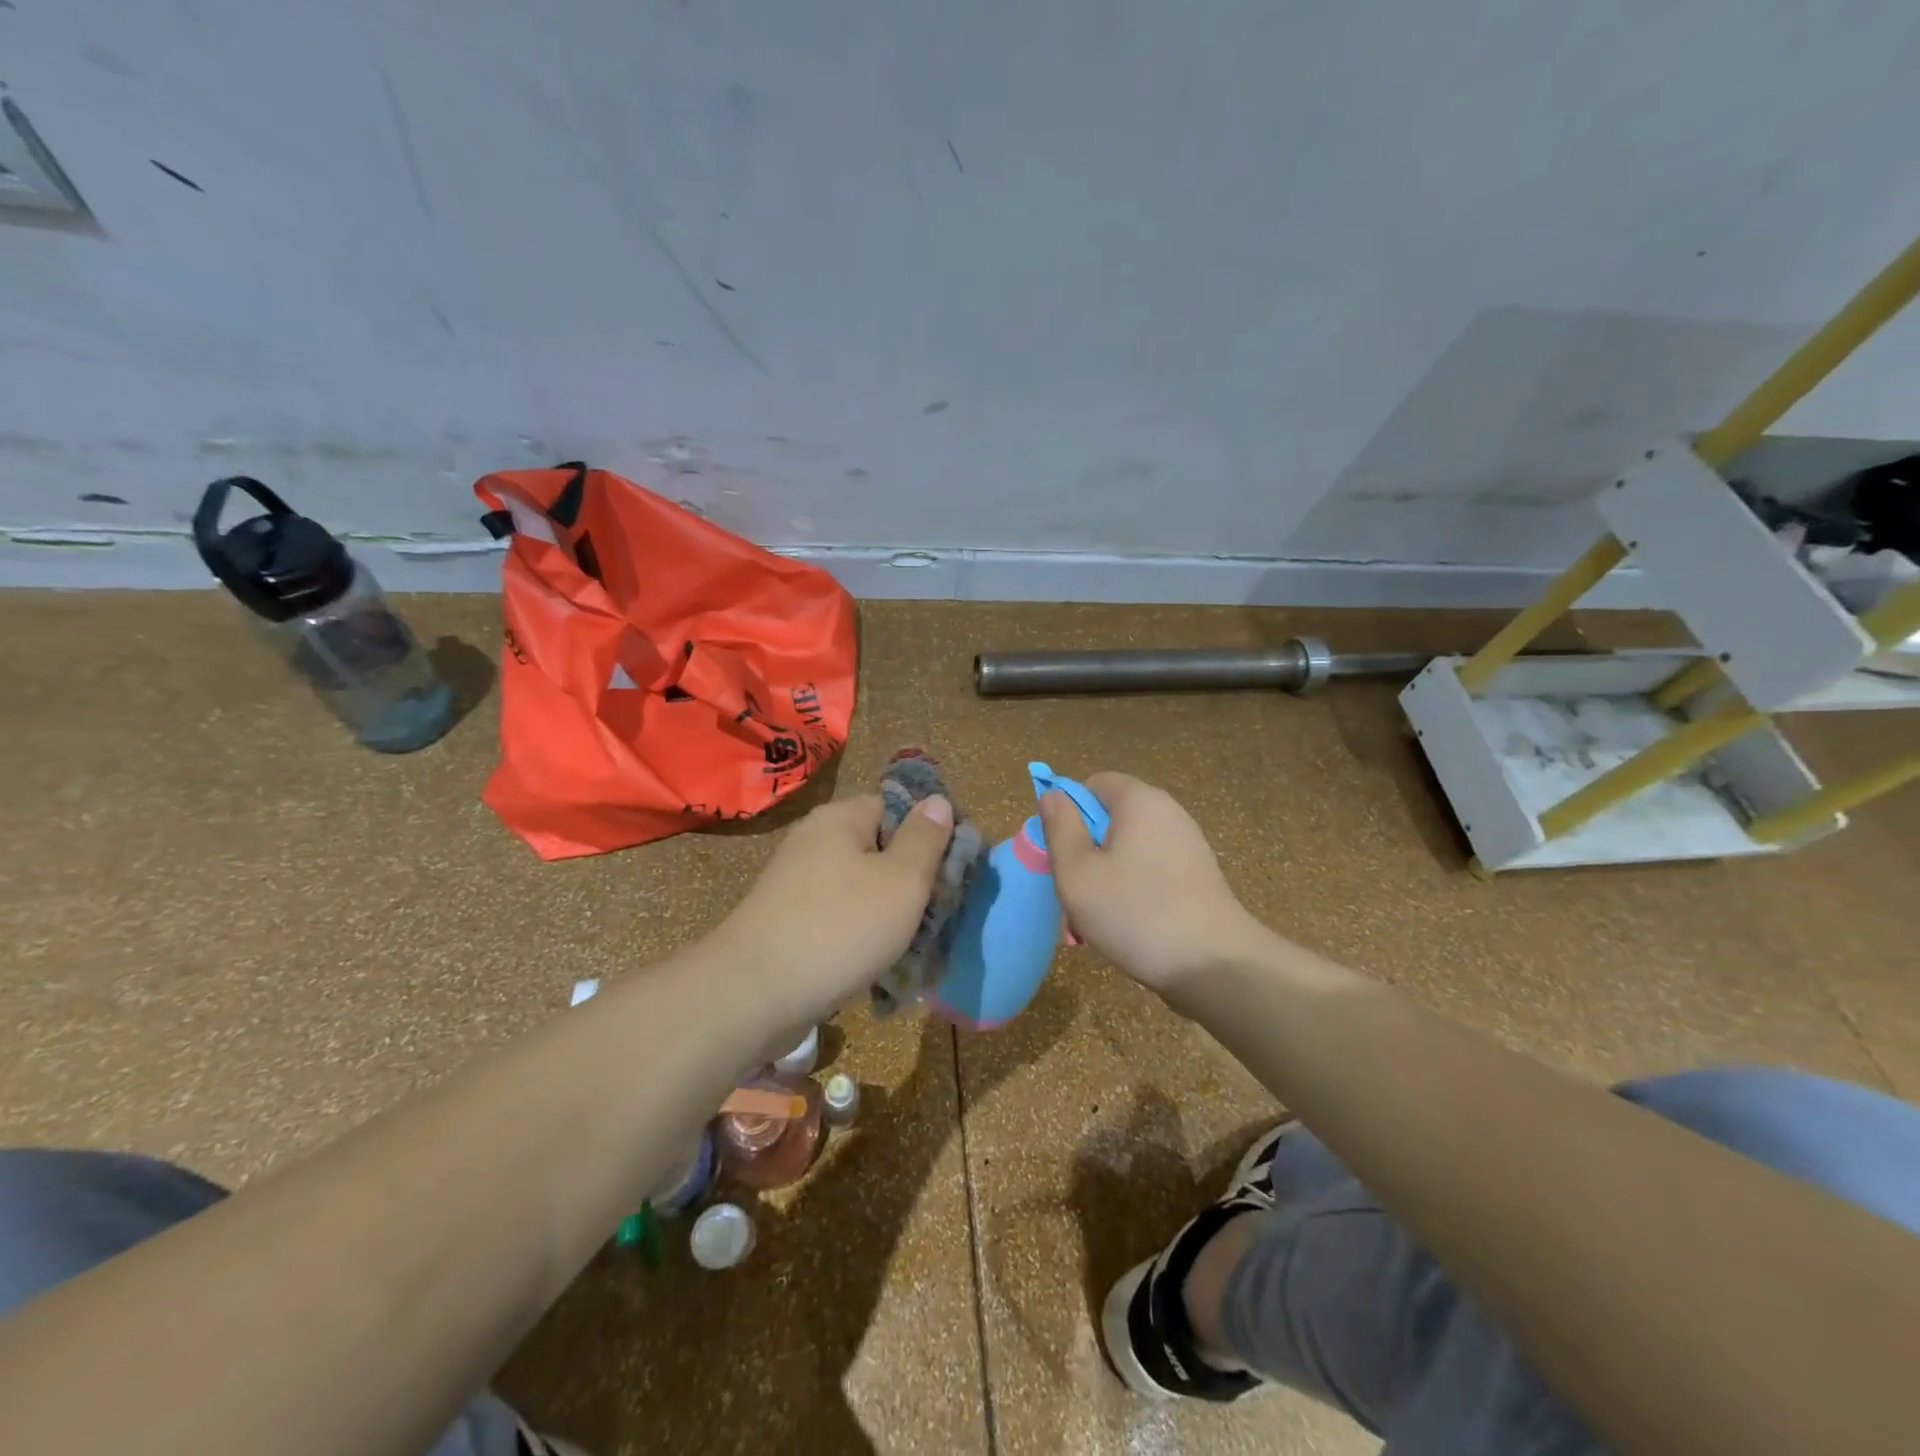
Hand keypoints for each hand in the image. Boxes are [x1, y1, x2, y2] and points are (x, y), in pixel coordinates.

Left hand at [703, 792, 954, 1022]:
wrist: (754, 994)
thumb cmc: (840, 928)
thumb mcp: (902, 880)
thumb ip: (925, 839)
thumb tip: (937, 801)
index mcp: (840, 818)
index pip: (895, 806)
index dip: (928, 833)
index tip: (951, 870)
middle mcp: (813, 840)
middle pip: (877, 847)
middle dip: (909, 879)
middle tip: (936, 912)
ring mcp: (794, 881)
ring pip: (858, 886)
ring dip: (885, 911)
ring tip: (910, 943)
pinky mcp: (784, 919)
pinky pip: (835, 915)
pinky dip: (856, 933)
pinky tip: (872, 961)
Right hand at [1039, 772, 1267, 996]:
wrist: (1216, 965)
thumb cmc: (1136, 912)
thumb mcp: (1078, 873)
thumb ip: (1060, 829)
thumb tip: (1052, 795)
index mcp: (1139, 801)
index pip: (1094, 784)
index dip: (1069, 813)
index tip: (1061, 852)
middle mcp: (1168, 812)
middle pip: (1112, 817)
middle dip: (1087, 850)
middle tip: (1076, 890)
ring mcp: (1188, 844)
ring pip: (1129, 849)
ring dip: (1107, 875)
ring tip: (1098, 917)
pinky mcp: (1198, 875)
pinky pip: (1152, 870)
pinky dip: (1134, 889)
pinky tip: (1129, 925)